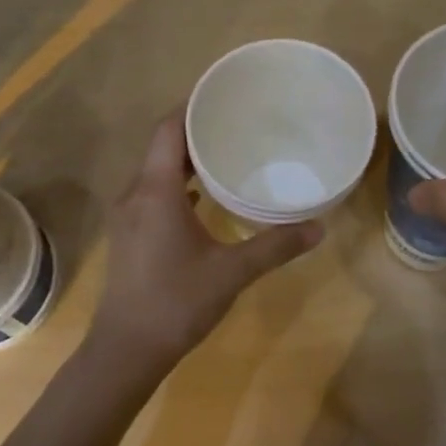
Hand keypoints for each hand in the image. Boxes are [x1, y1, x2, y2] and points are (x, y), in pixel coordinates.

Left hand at [88, 110, 322, 377]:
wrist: (126, 350)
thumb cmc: (176, 303)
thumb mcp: (232, 272)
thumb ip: (275, 246)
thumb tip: (319, 228)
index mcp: (156, 192)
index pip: (169, 129)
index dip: (192, 106)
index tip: (223, 94)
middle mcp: (135, 194)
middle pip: (162, 146)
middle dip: (195, 130)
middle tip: (236, 121)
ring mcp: (128, 216)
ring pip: (156, 171)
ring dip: (186, 159)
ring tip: (226, 152)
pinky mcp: (129, 235)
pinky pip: (153, 193)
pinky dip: (178, 184)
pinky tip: (204, 195)